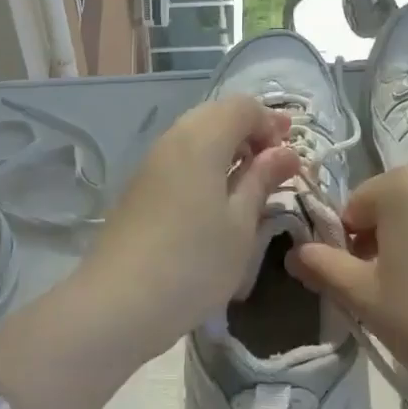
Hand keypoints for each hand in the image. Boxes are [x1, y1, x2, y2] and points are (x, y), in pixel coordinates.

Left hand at [81, 97, 301, 359]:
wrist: (118, 302)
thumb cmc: (193, 262)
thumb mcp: (241, 224)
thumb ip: (262, 179)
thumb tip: (285, 151)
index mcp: (202, 138)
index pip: (243, 106)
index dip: (270, 123)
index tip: (289, 157)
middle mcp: (174, 137)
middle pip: (218, 113)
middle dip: (250, 131)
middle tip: (276, 163)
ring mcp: (152, 160)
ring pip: (196, 133)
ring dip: (227, 146)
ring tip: (249, 181)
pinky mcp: (140, 184)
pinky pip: (180, 155)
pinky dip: (205, 162)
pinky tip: (216, 196)